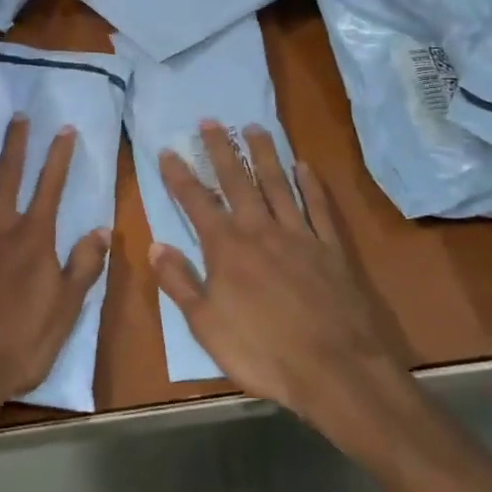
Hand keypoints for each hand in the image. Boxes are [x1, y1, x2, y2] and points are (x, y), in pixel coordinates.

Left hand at [0, 117, 109, 421]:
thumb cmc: (18, 346)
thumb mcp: (65, 312)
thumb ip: (83, 267)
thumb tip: (102, 229)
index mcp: (31, 241)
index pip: (49, 188)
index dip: (58, 157)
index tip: (64, 128)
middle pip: (5, 178)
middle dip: (14, 145)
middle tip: (17, 116)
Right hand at [152, 122, 412, 432]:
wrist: (335, 370)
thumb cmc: (262, 352)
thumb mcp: (206, 325)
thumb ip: (179, 282)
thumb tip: (155, 245)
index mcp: (226, 248)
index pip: (196, 202)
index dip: (179, 175)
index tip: (168, 150)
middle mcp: (260, 230)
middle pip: (237, 181)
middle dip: (221, 149)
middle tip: (212, 120)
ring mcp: (299, 235)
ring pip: (278, 184)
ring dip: (264, 154)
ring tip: (254, 127)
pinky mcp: (330, 249)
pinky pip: (318, 207)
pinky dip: (311, 185)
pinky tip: (304, 166)